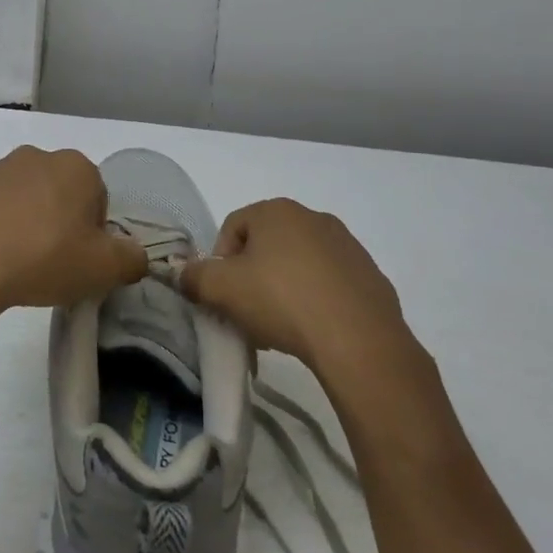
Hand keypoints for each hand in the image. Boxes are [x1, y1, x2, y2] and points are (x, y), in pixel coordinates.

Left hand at [0, 147, 147, 319]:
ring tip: (15, 263)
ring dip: (23, 222)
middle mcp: (34, 157)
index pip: (97, 197)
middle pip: (59, 192)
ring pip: (21, 198)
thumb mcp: (103, 269)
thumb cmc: (43, 259)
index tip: (79, 259)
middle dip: (58, 221)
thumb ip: (131, 259)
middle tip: (51, 262)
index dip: (93, 232)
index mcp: (75, 167)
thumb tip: (135, 255)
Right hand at [181, 198, 411, 369]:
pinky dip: (315, 300)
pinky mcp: (370, 276)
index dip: (219, 261)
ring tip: (280, 326)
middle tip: (247, 311)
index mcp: (277, 210)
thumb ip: (194, 277)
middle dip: (252, 276)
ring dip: (283, 288)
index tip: (222, 294)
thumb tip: (183, 274)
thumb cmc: (282, 301)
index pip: (233, 227)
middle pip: (267, 245)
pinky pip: (329, 284)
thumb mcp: (222, 290)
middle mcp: (314, 218)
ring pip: (299, 264)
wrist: (359, 341)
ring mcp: (347, 246)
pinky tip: (312, 329)